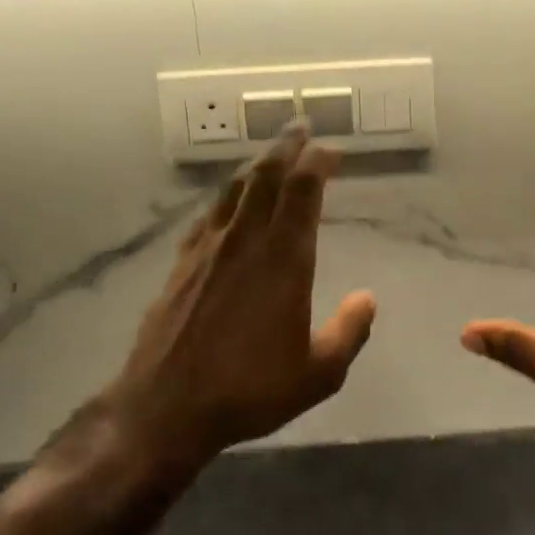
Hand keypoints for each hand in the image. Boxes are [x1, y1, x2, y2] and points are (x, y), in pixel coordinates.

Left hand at [103, 129, 374, 468]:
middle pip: (267, 176)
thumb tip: (368, 298)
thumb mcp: (317, 374)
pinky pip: (208, 214)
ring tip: (270, 153)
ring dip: (256, 163)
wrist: (166, 407)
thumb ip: (348, 332)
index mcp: (283, 259)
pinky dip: (226, 196)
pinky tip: (228, 200)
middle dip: (286, 146)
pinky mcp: (182, 262)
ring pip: (235, 188)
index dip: (318, 162)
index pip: (303, 191)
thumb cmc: (248, 390)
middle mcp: (246, 240)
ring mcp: (209, 248)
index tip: (332, 151)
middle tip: (300, 127)